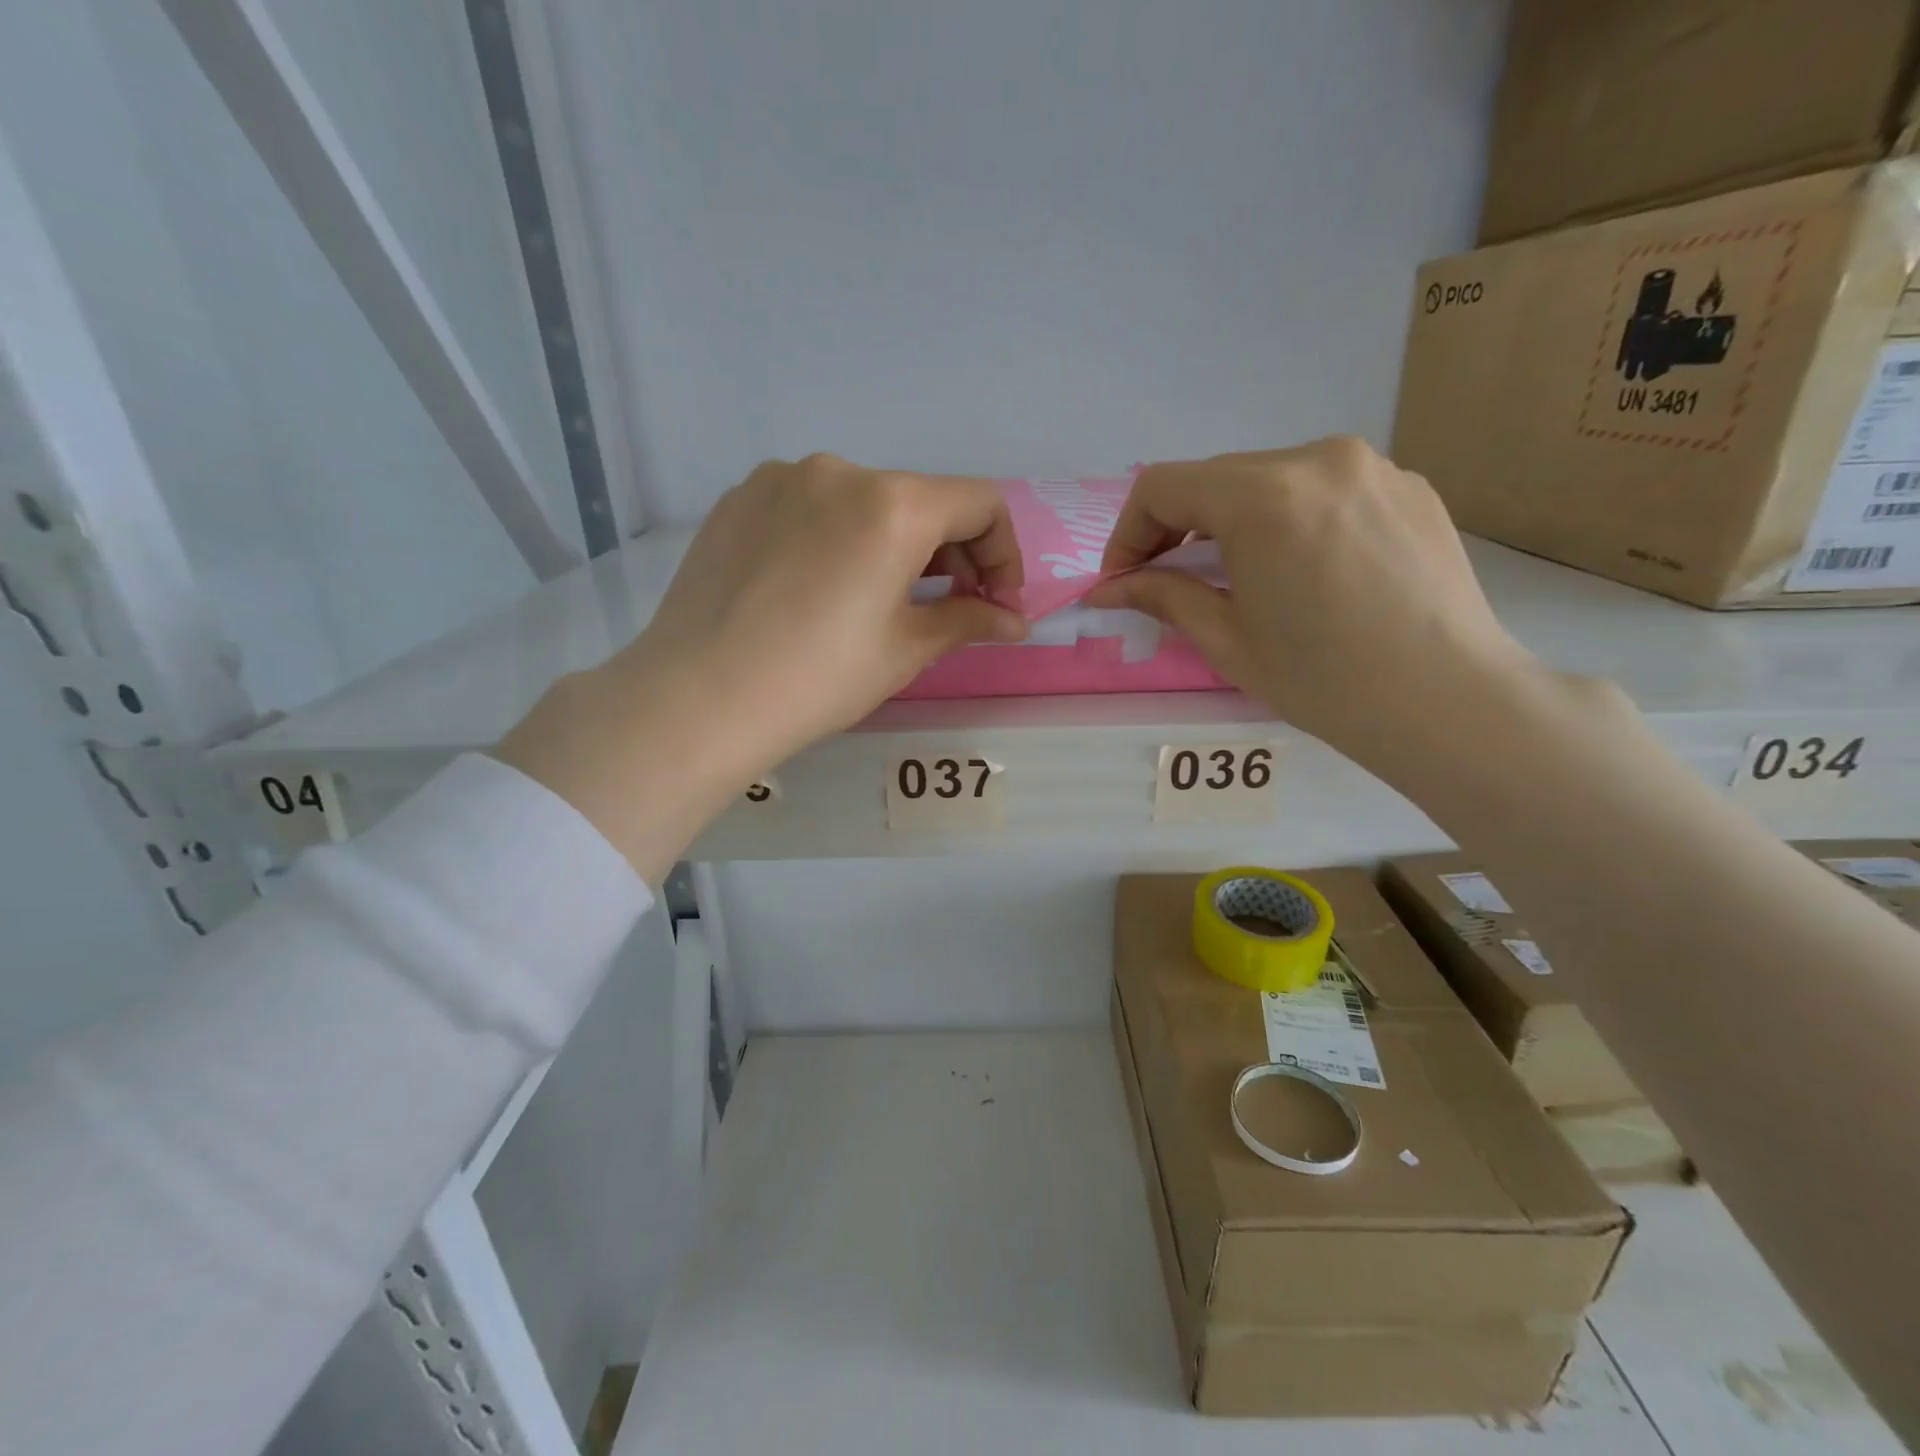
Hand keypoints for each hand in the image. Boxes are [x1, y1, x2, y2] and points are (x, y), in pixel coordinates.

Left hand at [498, 454, 1026, 879]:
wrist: (699, 697)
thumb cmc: (819, 677)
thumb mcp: (906, 650)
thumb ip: (968, 620)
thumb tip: (1015, 621)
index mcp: (894, 504)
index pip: (980, 504)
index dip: (1003, 553)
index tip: (995, 602)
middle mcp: (841, 471)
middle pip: (922, 499)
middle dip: (949, 551)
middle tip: (947, 605)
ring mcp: (781, 479)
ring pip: (863, 502)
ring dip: (892, 543)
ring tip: (878, 598)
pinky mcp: (739, 499)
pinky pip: (810, 507)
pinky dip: (837, 537)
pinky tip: (817, 588)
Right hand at [1086, 437, 1537, 777]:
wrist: (1447, 701)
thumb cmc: (1324, 680)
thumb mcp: (1227, 639)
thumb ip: (1162, 596)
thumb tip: (1107, 589)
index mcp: (1264, 497)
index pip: (1162, 487)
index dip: (1127, 533)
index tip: (1122, 580)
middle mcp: (1317, 459)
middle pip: (1215, 478)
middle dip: (1177, 528)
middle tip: (1167, 582)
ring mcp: (1372, 466)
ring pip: (1270, 478)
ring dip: (1233, 521)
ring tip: (1237, 576)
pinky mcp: (1408, 486)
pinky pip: (1324, 489)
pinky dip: (1291, 519)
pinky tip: (1302, 571)